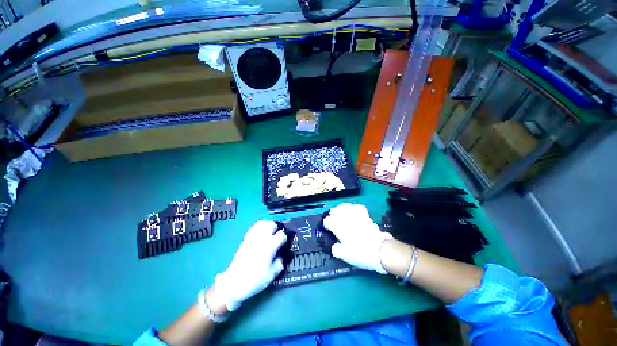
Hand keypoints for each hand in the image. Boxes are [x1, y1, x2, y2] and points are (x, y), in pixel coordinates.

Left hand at [214, 220, 285, 310]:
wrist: (233, 284)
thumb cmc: (254, 280)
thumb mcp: (271, 275)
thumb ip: (279, 263)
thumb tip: (281, 256)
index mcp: (269, 247)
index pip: (281, 235)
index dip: (285, 238)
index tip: (285, 242)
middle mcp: (261, 239)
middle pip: (272, 225)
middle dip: (277, 228)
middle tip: (278, 235)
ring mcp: (252, 238)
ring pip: (262, 223)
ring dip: (268, 225)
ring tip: (270, 232)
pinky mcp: (245, 239)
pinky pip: (254, 228)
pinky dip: (259, 227)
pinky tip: (261, 233)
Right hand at [323, 203, 392, 273]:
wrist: (379, 250)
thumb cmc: (359, 252)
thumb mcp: (344, 255)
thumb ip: (336, 249)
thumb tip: (335, 246)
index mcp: (338, 226)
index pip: (327, 221)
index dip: (326, 225)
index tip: (328, 229)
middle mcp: (345, 218)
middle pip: (335, 210)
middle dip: (333, 214)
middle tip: (334, 219)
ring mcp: (356, 215)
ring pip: (346, 206)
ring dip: (342, 209)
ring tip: (341, 212)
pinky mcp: (365, 216)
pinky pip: (358, 207)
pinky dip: (354, 208)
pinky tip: (354, 211)